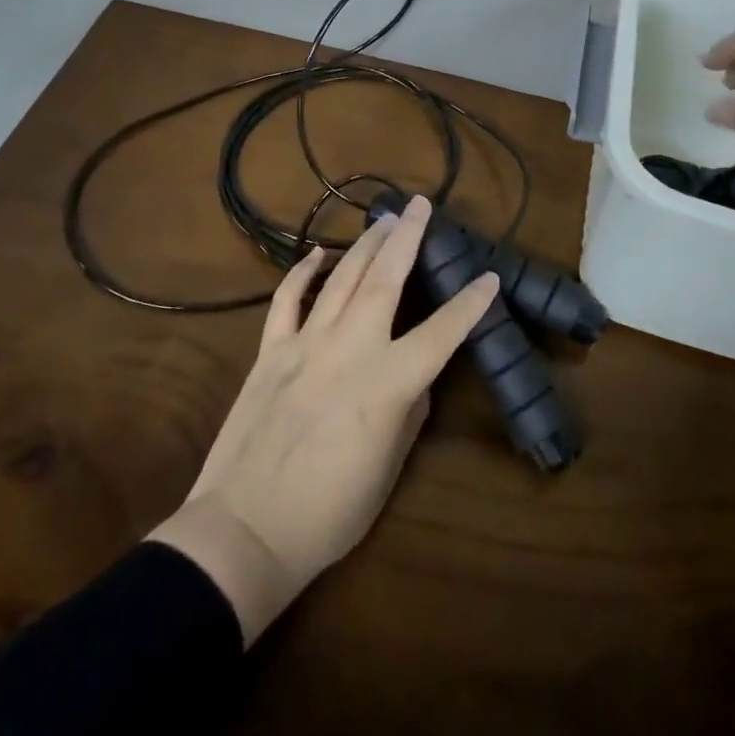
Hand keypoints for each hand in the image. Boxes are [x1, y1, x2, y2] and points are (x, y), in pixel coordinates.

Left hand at [146, 194, 497, 644]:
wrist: (246, 530)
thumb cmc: (329, 513)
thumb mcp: (388, 468)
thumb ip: (408, 411)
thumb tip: (417, 376)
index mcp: (388, 382)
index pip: (442, 332)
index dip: (470, 304)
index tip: (489, 276)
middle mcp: (350, 349)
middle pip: (385, 279)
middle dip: (407, 238)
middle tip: (421, 205)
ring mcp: (306, 344)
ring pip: (342, 278)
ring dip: (366, 244)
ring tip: (385, 219)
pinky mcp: (270, 351)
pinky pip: (288, 300)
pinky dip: (303, 272)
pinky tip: (318, 253)